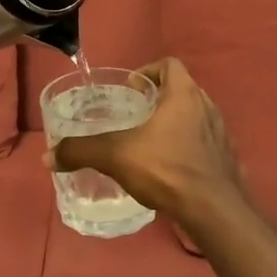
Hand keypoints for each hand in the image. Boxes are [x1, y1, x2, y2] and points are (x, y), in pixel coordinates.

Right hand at [49, 59, 247, 229]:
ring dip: (175, 124)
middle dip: (159, 99)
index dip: (149, 70)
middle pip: (182, 90)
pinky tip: (171, 169)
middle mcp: (207, 107)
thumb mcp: (116, 156)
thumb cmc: (167, 169)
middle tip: (135, 116)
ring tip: (151, 143)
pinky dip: (189, 148)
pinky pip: (205, 144)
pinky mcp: (227, 160)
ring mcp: (221, 134)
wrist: (214, 211)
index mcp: (184, 95)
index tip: (132, 89)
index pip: (170, 65)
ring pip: (195, 117)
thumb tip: (48, 156)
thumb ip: (82, 151)